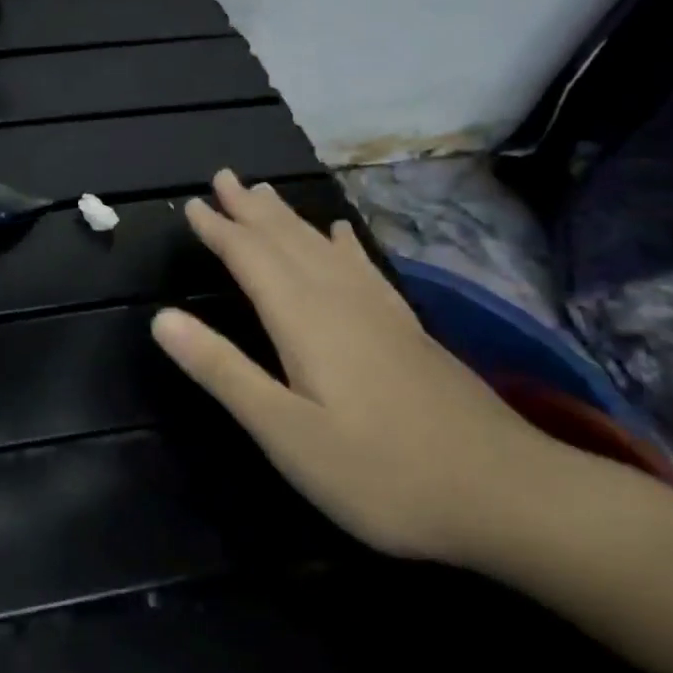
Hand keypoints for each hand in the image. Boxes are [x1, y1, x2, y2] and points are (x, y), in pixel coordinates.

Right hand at [151, 170, 568, 566]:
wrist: (510, 496)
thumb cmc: (381, 472)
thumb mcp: (285, 432)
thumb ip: (223, 370)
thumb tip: (161, 318)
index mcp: (304, 320)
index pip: (251, 259)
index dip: (219, 230)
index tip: (191, 204)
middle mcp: (340, 302)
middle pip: (288, 241)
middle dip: (251, 209)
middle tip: (223, 176)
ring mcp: (380, 314)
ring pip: (323, 248)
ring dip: (289, 218)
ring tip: (266, 192)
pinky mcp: (407, 332)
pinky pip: (363, 269)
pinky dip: (344, 245)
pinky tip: (343, 235)